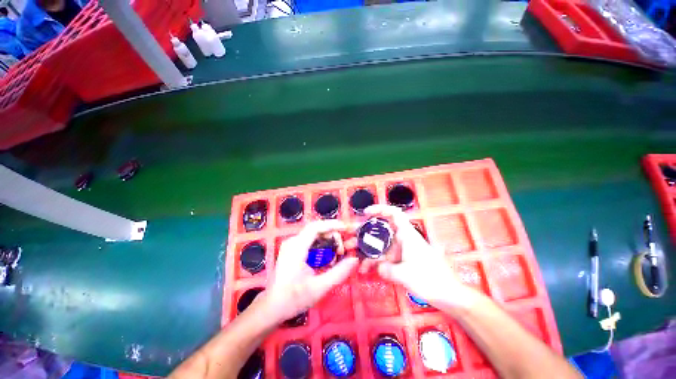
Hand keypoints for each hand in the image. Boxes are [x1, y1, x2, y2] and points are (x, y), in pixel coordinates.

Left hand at [263, 220, 358, 322]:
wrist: (272, 307)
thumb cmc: (294, 298)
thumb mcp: (319, 287)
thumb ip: (339, 272)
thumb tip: (355, 259)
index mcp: (296, 247)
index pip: (315, 227)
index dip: (332, 224)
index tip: (346, 228)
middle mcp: (293, 242)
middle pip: (317, 230)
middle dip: (333, 235)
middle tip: (344, 248)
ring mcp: (292, 245)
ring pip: (315, 235)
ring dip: (329, 240)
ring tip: (339, 252)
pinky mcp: (293, 249)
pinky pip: (311, 241)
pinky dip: (323, 245)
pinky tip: (329, 256)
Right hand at [361, 205, 479, 309]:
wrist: (449, 295)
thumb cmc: (430, 279)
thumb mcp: (405, 274)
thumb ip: (387, 269)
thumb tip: (377, 267)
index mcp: (407, 235)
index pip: (394, 214)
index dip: (379, 209)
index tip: (366, 213)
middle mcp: (403, 239)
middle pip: (381, 230)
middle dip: (365, 233)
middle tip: (351, 239)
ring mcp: (401, 250)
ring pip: (381, 245)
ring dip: (367, 251)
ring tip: (354, 257)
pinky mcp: (402, 260)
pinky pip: (385, 257)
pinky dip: (375, 262)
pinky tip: (366, 270)